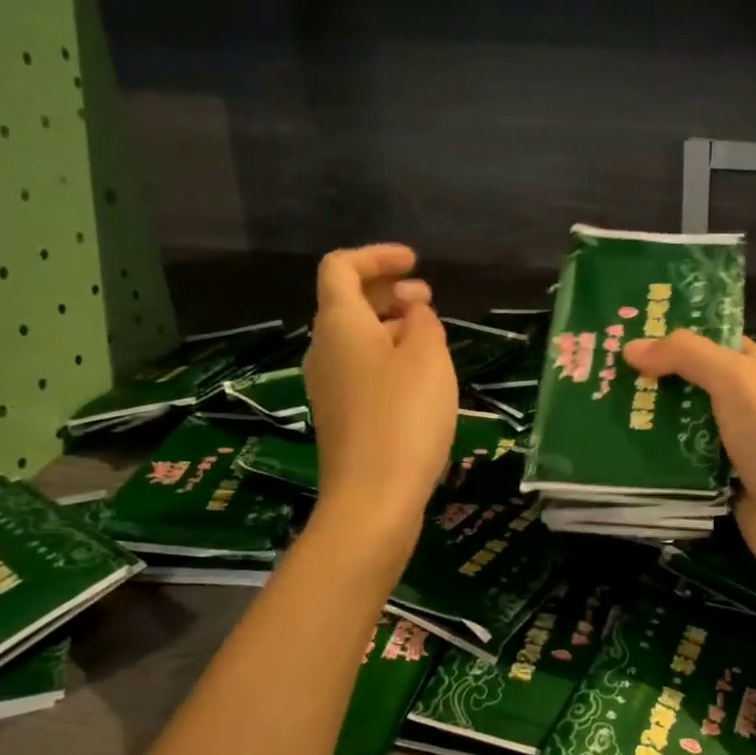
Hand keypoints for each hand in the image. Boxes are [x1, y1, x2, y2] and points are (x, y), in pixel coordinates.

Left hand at [303, 244, 456, 526]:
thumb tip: (413, 313)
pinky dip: (389, 357)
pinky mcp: (343, 416)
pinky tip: (420, 378)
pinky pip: (362, 369)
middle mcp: (324, 350)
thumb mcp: (427, 358)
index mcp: (339, 325)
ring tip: (431, 337)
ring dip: (391, 326)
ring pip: (357, 338)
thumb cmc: (403, 417)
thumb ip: (422, 322)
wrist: (373, 498)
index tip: (414, 262)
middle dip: (387, 291)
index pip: (341, 268)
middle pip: (347, 303)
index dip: (376, 256)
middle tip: (427, 298)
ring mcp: (329, 386)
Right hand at [623, 333, 755, 601]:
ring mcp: (731, 442)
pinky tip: (619, 448)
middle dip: (650, 376)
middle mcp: (745, 402)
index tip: (626, 331)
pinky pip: (679, 457)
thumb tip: (632, 347)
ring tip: (598, 407)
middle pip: (690, 381)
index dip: (673, 333)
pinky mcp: (717, 477)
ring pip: (680, 421)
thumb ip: (687, 356)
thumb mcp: (735, 381)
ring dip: (647, 416)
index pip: (711, 340)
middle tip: (599, 371)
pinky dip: (655, 453)